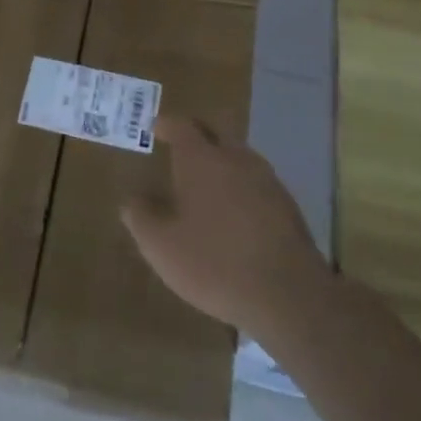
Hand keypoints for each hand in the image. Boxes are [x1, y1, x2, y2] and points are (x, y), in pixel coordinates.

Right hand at [123, 117, 328, 338]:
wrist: (289, 296)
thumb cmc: (214, 263)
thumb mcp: (161, 246)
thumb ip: (141, 217)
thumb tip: (132, 200)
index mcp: (201, 159)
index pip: (182, 126)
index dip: (167, 124)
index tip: (156, 127)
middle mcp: (236, 159)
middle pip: (216, 131)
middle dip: (198, 133)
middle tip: (181, 144)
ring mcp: (267, 180)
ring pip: (240, 155)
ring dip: (222, 159)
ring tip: (206, 178)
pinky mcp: (288, 206)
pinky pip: (257, 182)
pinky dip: (241, 185)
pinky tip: (234, 210)